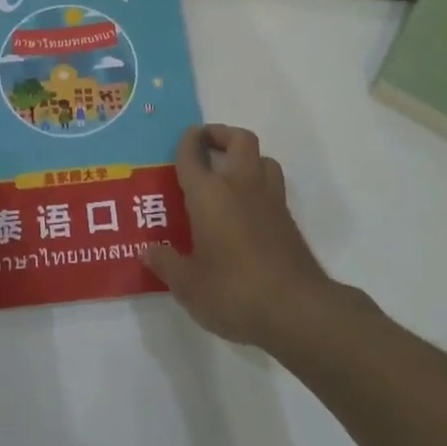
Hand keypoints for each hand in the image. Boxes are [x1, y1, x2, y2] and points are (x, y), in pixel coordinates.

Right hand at [144, 125, 334, 348]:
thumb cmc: (233, 291)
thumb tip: (148, 250)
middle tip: (207, 148)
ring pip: (263, 159)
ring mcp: (270, 201)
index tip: (184, 138)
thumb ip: (166, 264)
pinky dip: (260, 185)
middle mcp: (241, 186)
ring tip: (230, 176)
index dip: (187, 141)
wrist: (297, 310)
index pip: (194, 153)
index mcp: (209, 194)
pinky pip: (274, 187)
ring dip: (247, 159)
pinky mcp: (289, 221)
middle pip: (240, 140)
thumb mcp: (188, 285)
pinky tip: (247, 210)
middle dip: (222, 135)